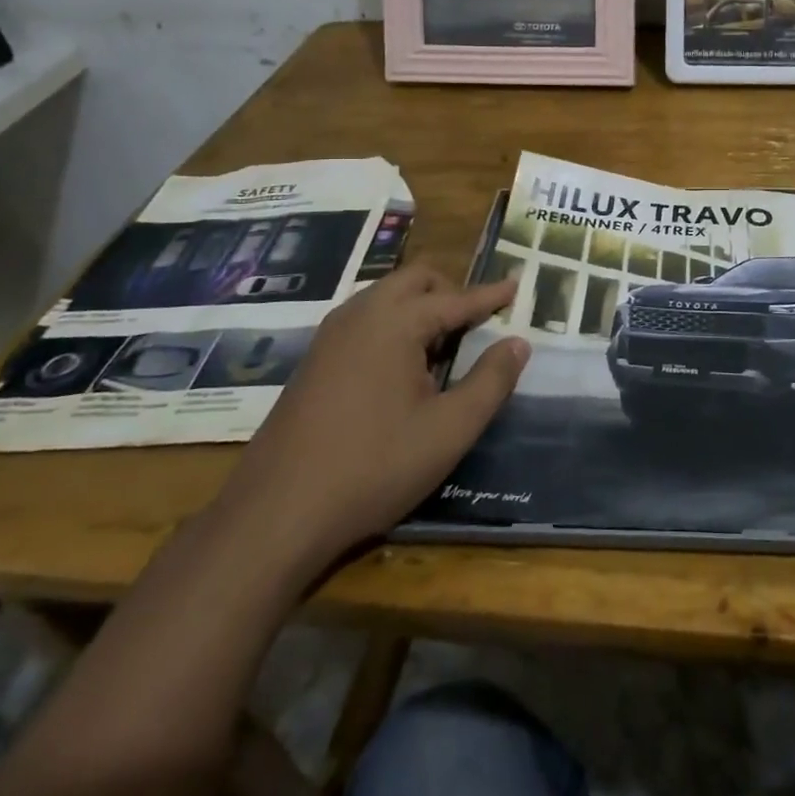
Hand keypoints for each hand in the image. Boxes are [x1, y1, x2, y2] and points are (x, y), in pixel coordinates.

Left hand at [212, 265, 526, 585]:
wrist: (276, 515)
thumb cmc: (375, 467)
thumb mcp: (450, 429)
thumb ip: (491, 381)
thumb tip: (518, 343)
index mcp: (395, 322)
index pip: (456, 299)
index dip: (490, 295)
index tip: (518, 285)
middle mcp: (359, 315)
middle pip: (414, 280)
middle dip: (450, 292)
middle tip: (478, 322)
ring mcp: (330, 336)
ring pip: (385, 297)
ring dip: (419, 308)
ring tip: (443, 348)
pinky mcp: (313, 361)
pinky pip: (364, 321)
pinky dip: (393, 325)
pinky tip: (402, 369)